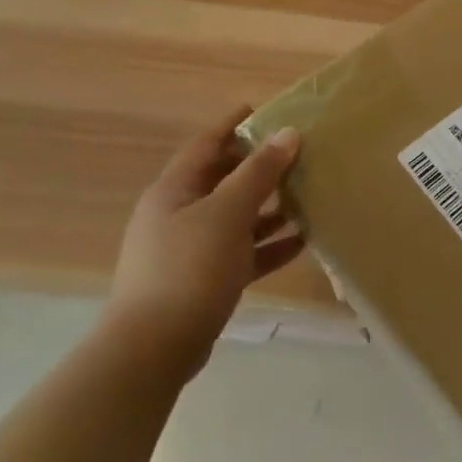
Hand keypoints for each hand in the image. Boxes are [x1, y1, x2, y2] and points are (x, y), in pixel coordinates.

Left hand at [103, 108, 304, 378]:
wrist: (152, 352)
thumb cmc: (188, 269)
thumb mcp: (228, 213)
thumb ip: (259, 172)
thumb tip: (288, 133)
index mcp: (174, 191)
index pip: (206, 144)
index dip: (234, 124)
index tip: (267, 109)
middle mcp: (178, 215)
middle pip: (223, 179)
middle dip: (260, 166)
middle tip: (300, 153)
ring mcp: (189, 250)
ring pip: (236, 216)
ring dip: (270, 207)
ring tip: (309, 195)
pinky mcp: (202, 281)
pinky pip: (242, 252)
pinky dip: (268, 244)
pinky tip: (302, 240)